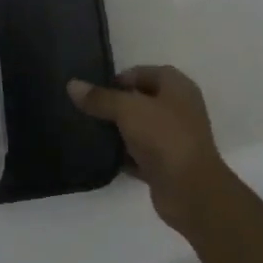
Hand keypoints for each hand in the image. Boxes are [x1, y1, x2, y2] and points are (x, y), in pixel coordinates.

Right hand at [67, 66, 236, 237]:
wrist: (190, 190)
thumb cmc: (164, 137)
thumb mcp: (128, 110)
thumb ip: (100, 98)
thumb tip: (72, 85)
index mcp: (177, 87)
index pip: (144, 73)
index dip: (119, 78)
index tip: (92, 90)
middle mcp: (178, 109)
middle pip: (141, 100)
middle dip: (114, 104)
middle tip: (85, 110)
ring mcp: (173, 139)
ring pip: (139, 128)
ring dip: (117, 131)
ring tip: (87, 131)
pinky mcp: (165, 165)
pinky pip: (139, 154)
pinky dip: (122, 155)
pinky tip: (99, 156)